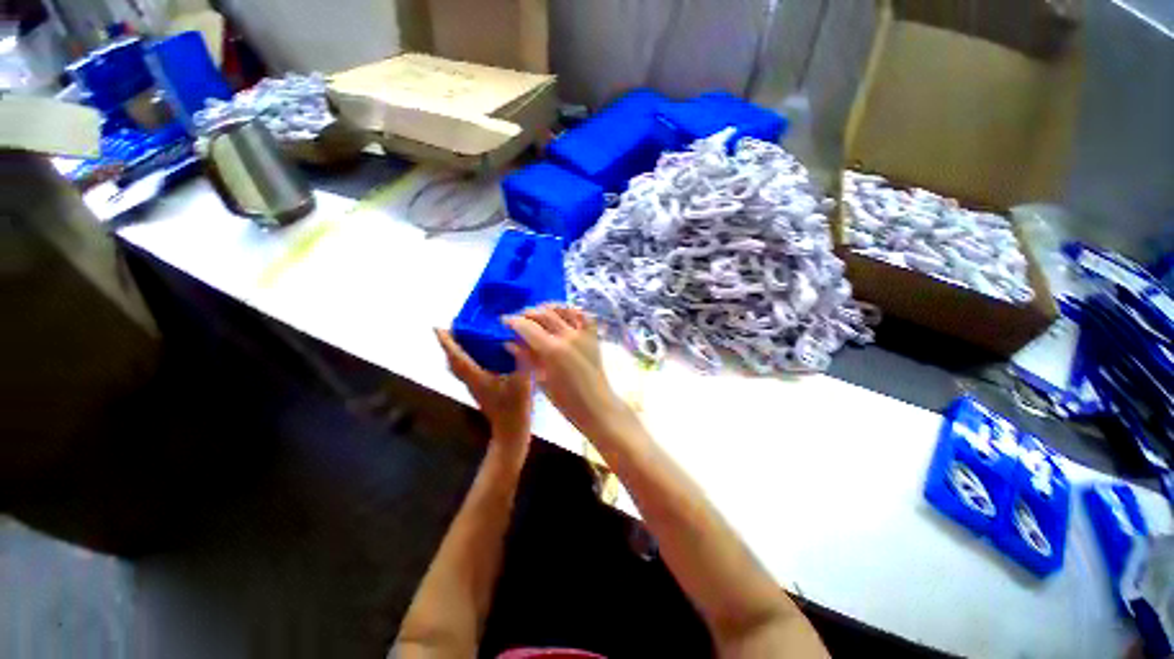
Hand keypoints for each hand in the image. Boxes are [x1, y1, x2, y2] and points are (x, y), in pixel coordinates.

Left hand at [435, 329, 532, 445]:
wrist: (511, 432)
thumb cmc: (516, 407)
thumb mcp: (522, 382)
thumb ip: (519, 361)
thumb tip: (513, 341)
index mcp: (477, 377)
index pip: (456, 357)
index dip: (446, 342)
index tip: (437, 327)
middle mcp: (470, 381)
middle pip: (452, 361)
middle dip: (449, 344)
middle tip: (453, 327)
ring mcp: (473, 387)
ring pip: (457, 367)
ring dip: (455, 351)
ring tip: (462, 336)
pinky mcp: (479, 390)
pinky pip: (465, 370)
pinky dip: (464, 358)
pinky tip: (476, 353)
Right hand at [503, 305, 633, 443]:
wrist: (596, 405)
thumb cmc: (566, 400)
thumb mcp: (541, 380)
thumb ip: (526, 358)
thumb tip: (509, 343)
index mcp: (552, 350)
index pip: (528, 327)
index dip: (513, 321)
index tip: (504, 321)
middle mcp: (568, 336)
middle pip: (543, 314)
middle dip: (527, 313)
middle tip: (518, 318)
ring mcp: (583, 334)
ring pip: (562, 310)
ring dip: (547, 307)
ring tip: (537, 312)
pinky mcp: (593, 336)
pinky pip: (583, 315)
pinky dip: (571, 310)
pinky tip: (562, 313)